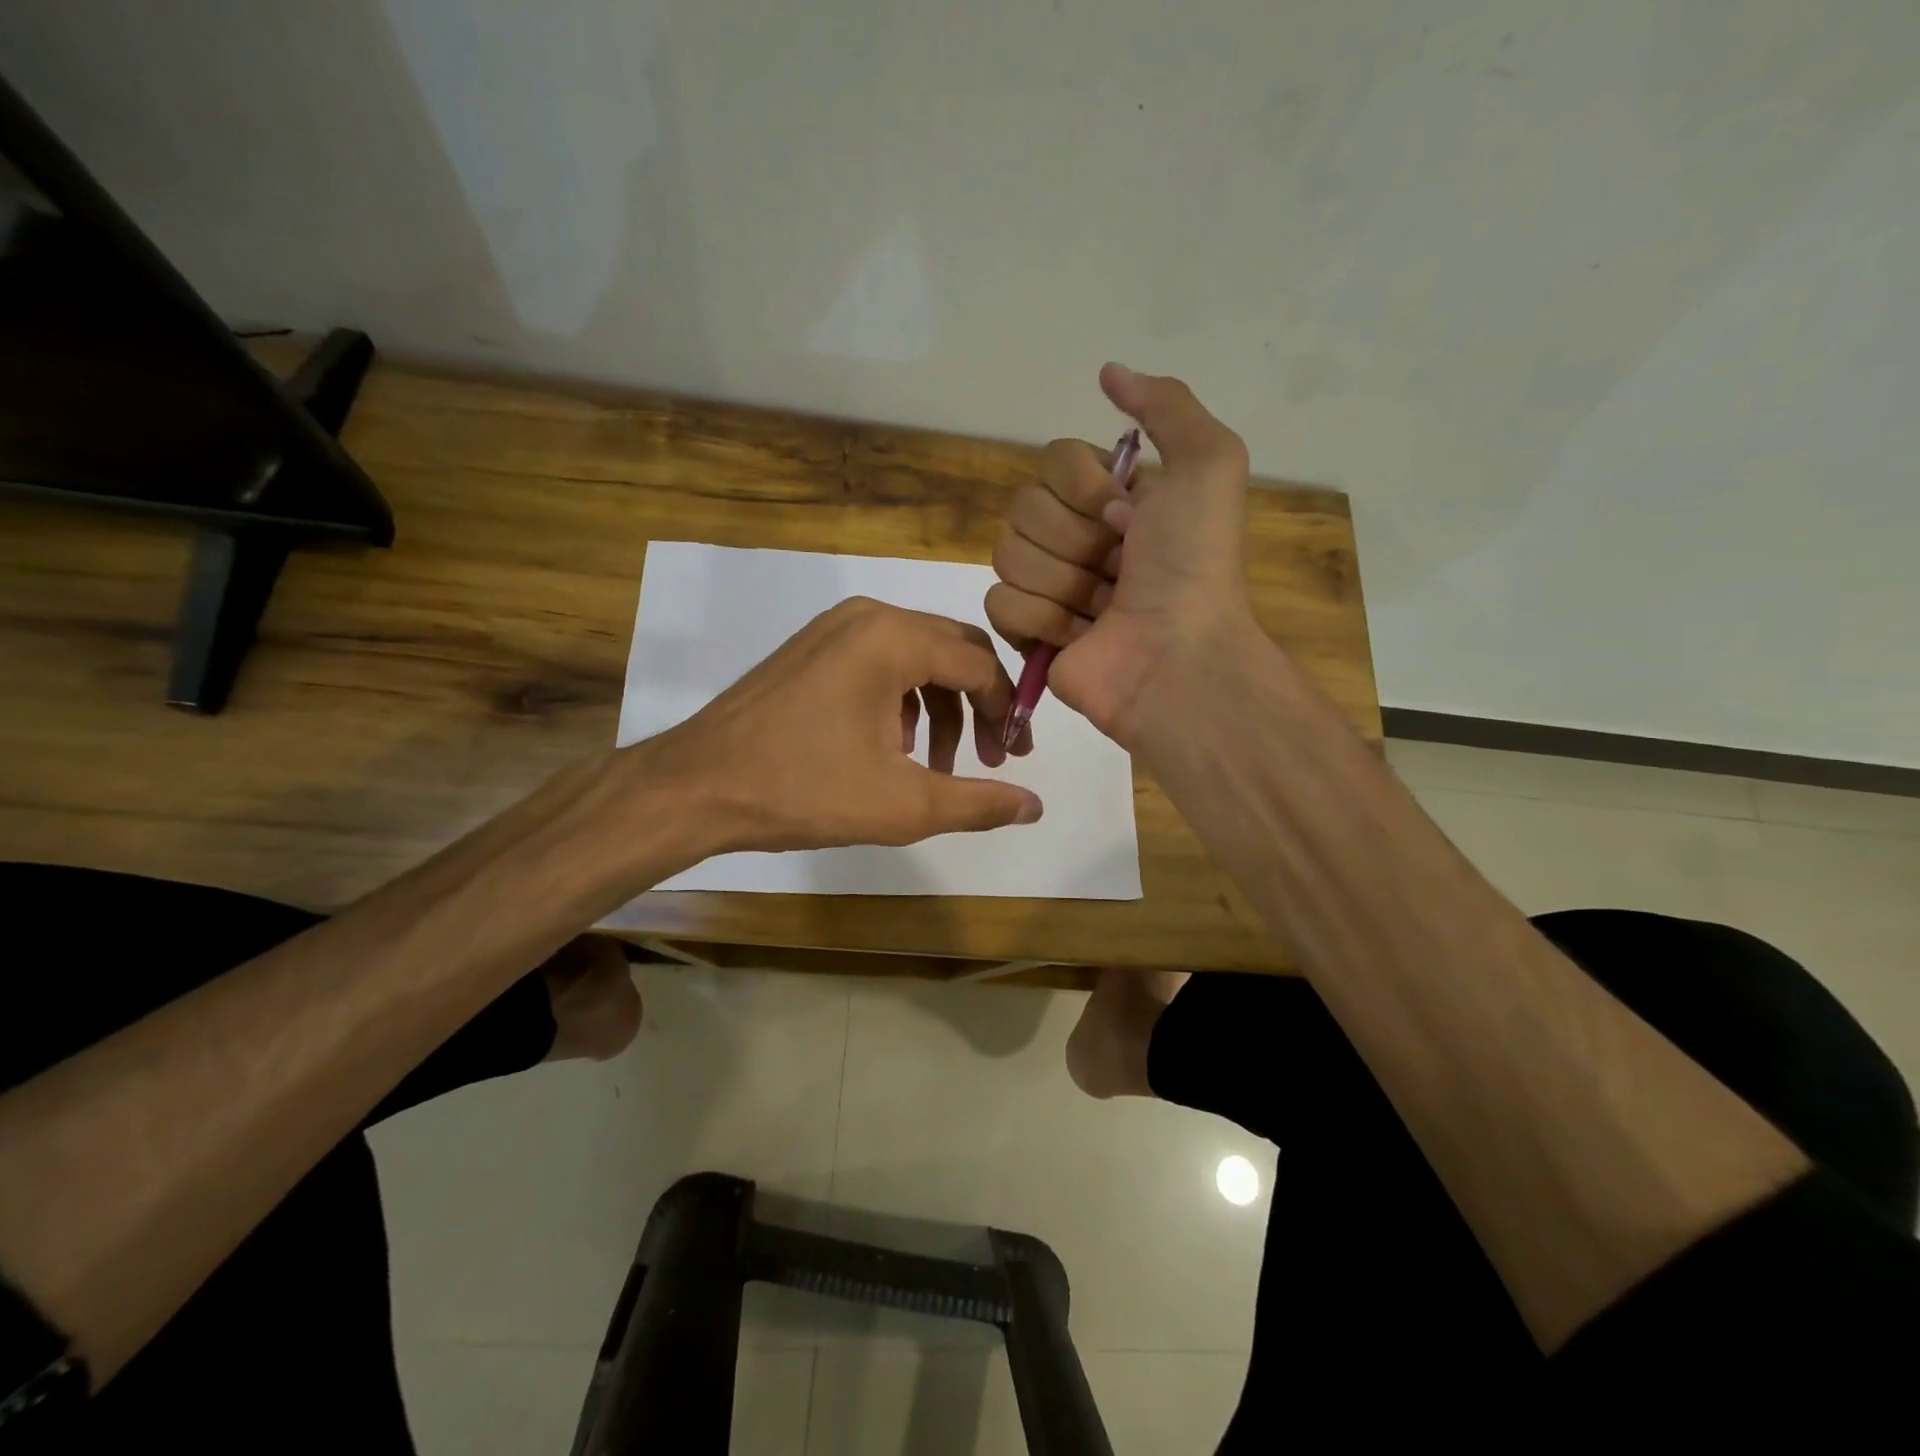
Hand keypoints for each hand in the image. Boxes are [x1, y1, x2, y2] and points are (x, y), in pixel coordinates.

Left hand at [644, 597, 1041, 853]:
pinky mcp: (811, 647)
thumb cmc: (803, 791)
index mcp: (893, 639)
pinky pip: (880, 662)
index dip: (1008, 712)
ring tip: (935, 766)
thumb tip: (1035, 806)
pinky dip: (901, 701)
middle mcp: (868, 616)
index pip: (980, 665)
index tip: (1014, 759)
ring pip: (916, 657)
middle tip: (990, 758)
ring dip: (939, 708)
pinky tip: (890, 749)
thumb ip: (977, 802)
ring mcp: (834, 628)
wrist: (697, 786)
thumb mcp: (902, 804)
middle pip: (953, 651)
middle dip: (978, 705)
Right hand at [986, 364, 1258, 749]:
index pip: (1052, 461)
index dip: (1084, 488)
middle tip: (1118, 569)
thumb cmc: (1192, 565)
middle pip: (1022, 508)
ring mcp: (1046, 585)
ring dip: (1063, 583)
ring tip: (1102, 609)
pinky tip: (1077, 636)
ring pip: (1006, 554)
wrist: (1177, 656)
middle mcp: (1073, 536)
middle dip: (1076, 541)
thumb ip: (1165, 405)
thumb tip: (1108, 372)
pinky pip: (998, 602)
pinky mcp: (1025, 633)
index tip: (1127, 518)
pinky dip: (1040, 620)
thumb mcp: (1208, 464)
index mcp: (1108, 498)